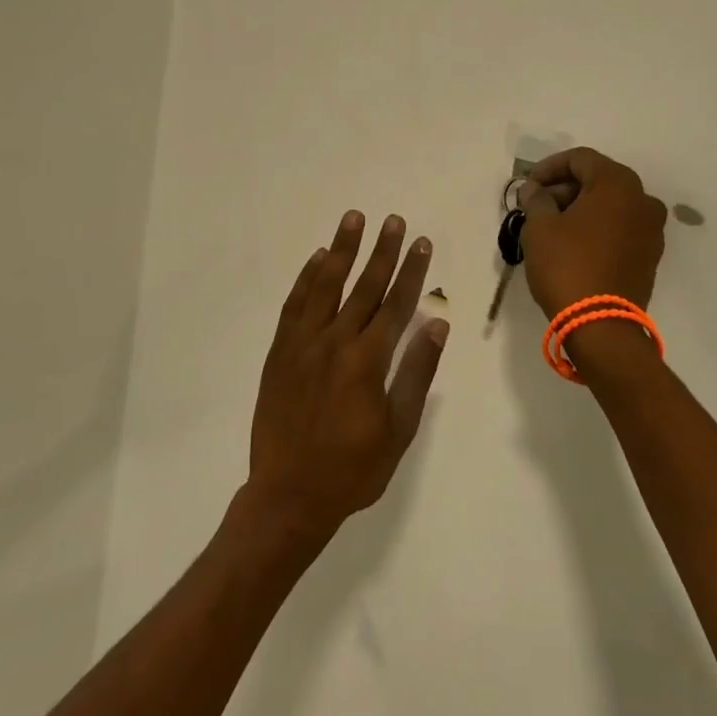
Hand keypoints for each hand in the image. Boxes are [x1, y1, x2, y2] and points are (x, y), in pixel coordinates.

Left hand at [245, 212, 448, 544]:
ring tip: (354, 219)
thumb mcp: (398, 429)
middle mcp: (335, 342)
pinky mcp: (280, 353)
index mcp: (368, 361)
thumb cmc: (353, 468)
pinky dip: (306, 279)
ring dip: (342, 250)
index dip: (411, 271)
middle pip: (364, 287)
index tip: (421, 242)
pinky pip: (294, 305)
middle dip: (382, 251)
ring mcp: (303, 344)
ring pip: (326, 286)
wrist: (289, 495)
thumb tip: (436, 324)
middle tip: (394, 220)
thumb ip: (416, 373)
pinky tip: (317, 258)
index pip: (396, 304)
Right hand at [517, 148, 668, 317]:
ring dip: (581, 208)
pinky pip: (620, 228)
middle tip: (536, 206)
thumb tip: (535, 190)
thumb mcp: (539, 227)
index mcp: (618, 183)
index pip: (580, 159)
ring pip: (610, 205)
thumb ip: (536, 199)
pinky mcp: (650, 255)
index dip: (548, 168)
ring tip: (551, 226)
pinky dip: (597, 227)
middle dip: (564, 188)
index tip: (527, 186)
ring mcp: (652, 229)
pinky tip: (573, 244)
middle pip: (598, 180)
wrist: (601, 325)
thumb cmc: (566, 265)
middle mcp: (643, 199)